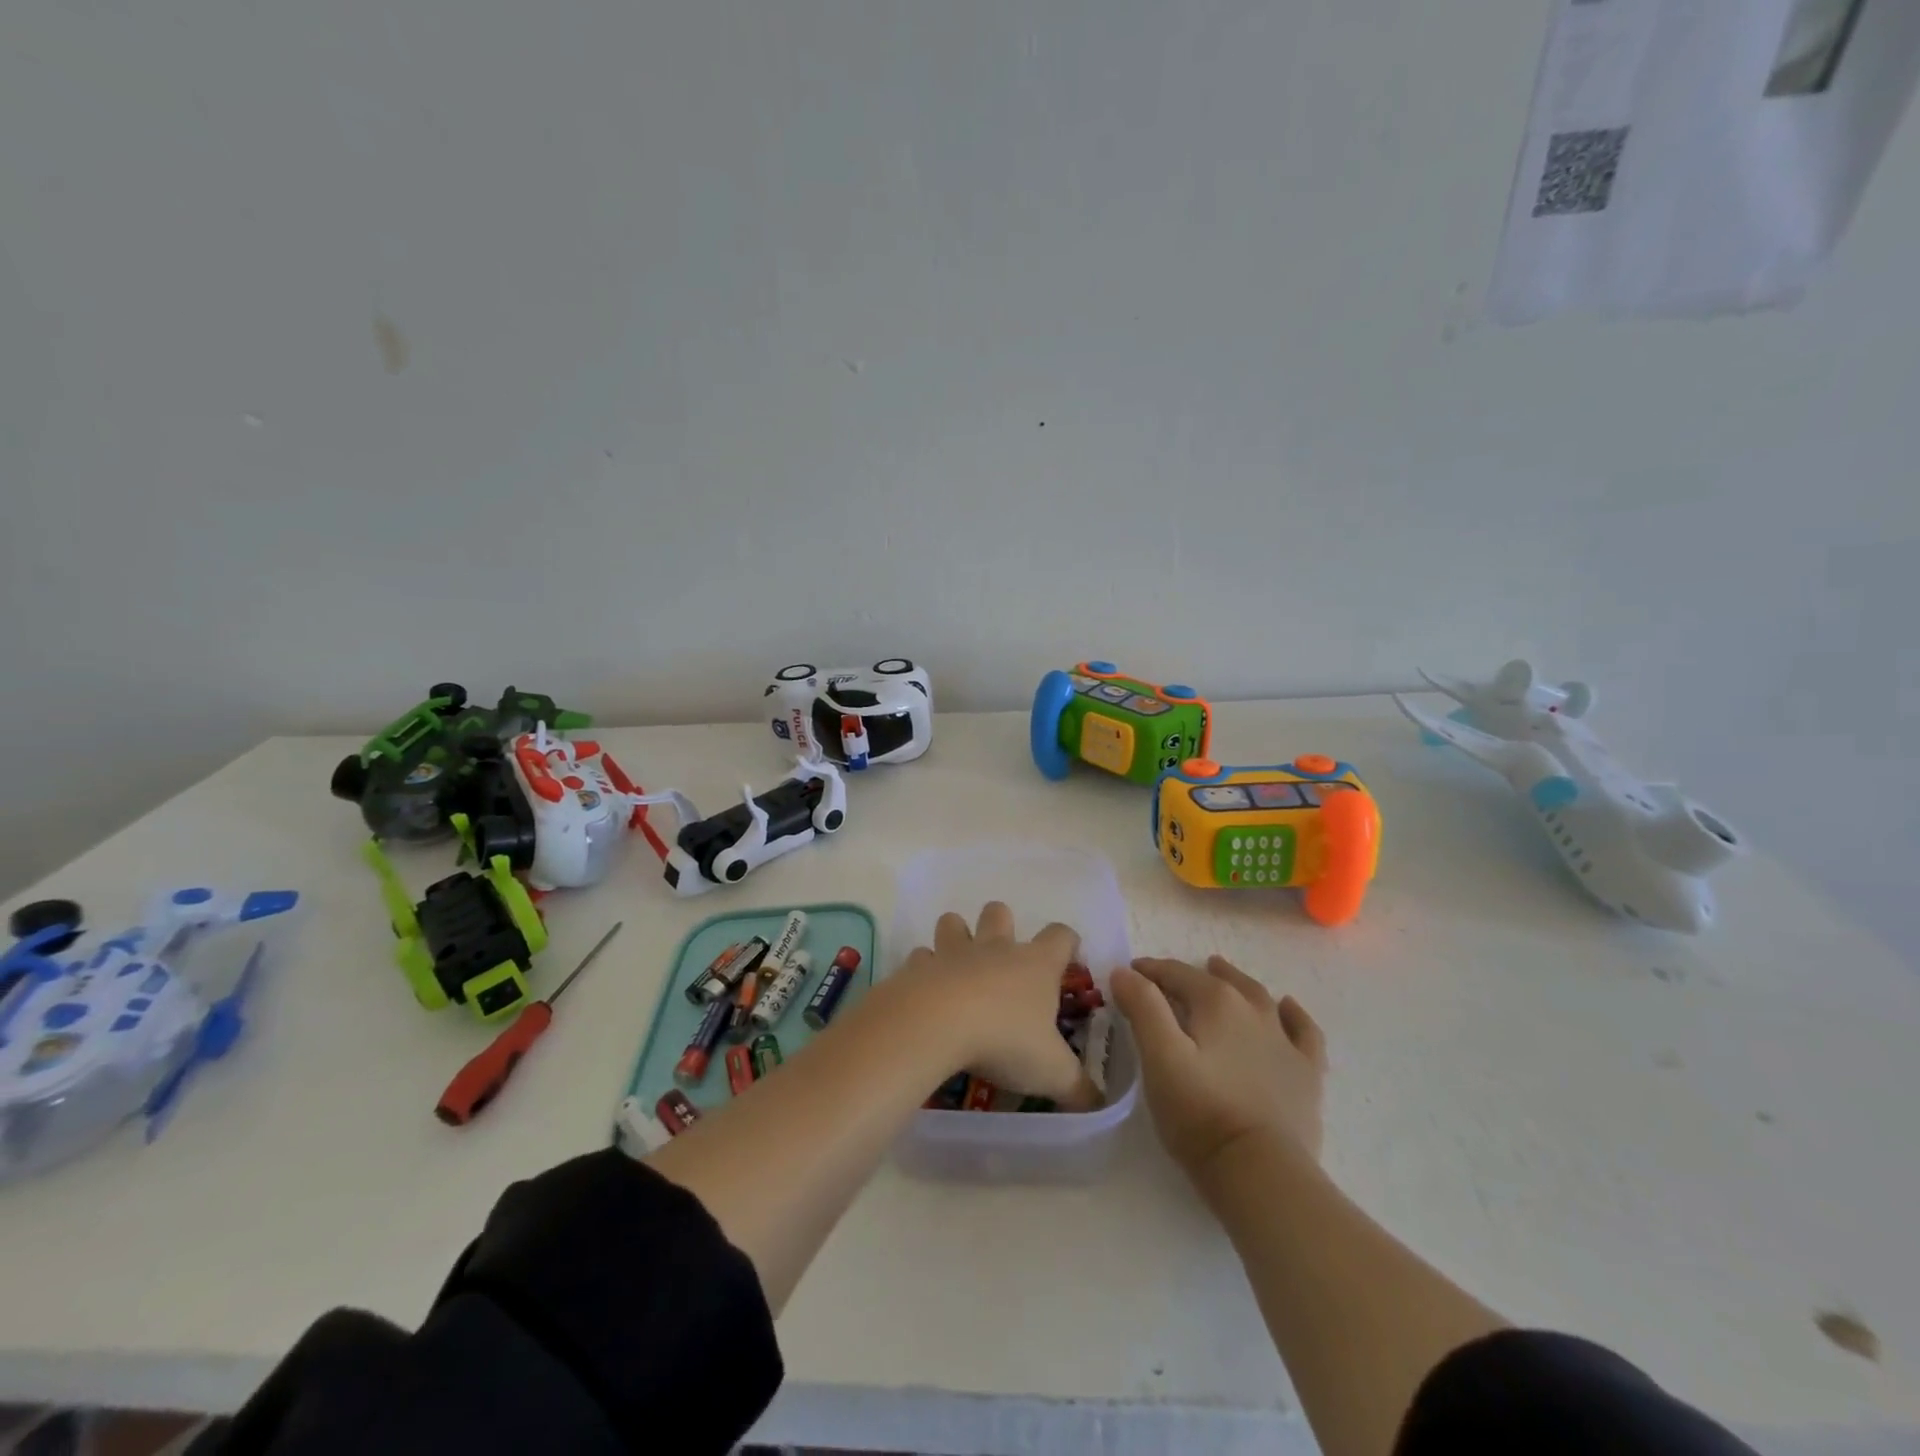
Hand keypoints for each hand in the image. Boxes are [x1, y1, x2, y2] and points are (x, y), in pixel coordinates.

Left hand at [891, 902, 1100, 1110]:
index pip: (1061, 936)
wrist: (937, 1024)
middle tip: (1003, 956)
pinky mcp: (918, 966)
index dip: (1068, 942)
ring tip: (957, 965)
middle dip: (1001, 924)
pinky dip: (923, 969)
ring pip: (953, 923)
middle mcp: (996, 948)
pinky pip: (920, 958)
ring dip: (956, 935)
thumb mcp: (1053, 1072)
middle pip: (1000, 913)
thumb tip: (1099, 1103)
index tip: (1069, 956)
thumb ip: (1079, 1087)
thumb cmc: (1005, 1040)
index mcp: (1036, 965)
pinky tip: (925, 990)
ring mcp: (954, 953)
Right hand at [1111, 955, 1327, 1178]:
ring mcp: (1285, 1041)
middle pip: (1217, 981)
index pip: (1176, 974)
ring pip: (1258, 997)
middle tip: (1167, 979)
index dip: (1149, 971)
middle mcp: (1254, 1010)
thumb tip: (1125, 971)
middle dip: (1189, 975)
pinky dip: (1293, 1015)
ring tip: (1220, 973)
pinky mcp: (1306, 1074)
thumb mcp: (1160, 1057)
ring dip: (1236, 981)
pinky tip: (1287, 1007)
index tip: (1128, 974)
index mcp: (1216, 1002)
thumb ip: (1143, 1007)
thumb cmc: (1201, 1113)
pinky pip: (1303, 1031)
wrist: (1262, 1172)